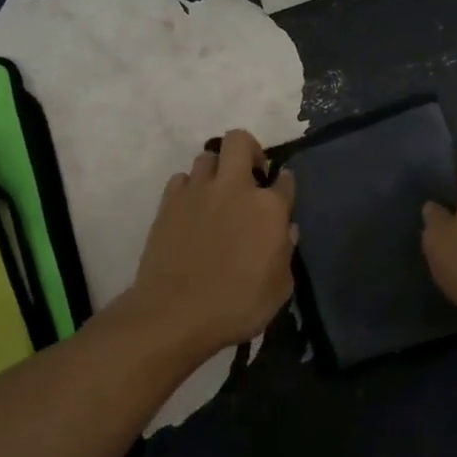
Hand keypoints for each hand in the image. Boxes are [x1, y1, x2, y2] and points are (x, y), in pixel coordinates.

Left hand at [128, 129, 296, 358]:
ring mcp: (198, 191)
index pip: (285, 179)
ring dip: (216, 169)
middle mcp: (234, 188)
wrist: (174, 315)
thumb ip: (286, 253)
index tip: (282, 191)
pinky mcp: (169, 202)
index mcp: (268, 208)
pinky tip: (192, 209)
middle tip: (250, 175)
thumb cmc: (235, 307)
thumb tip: (287, 230)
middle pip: (239, 141)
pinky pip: (181, 179)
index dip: (285, 183)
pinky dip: (189, 188)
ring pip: (207, 156)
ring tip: (217, 193)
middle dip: (248, 149)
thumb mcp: (279, 289)